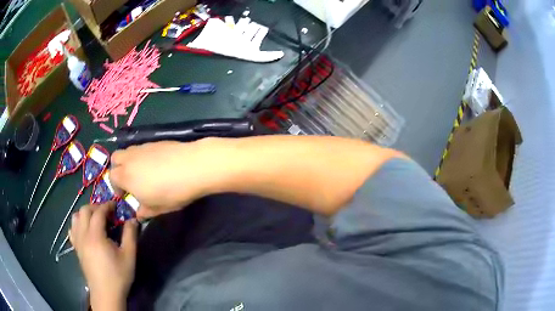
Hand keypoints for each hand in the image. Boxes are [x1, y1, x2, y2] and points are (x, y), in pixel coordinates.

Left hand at [70, 203, 137, 310]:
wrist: (106, 294)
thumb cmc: (118, 276)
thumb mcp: (129, 256)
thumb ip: (130, 235)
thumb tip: (133, 219)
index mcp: (95, 236)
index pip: (98, 212)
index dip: (107, 205)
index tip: (115, 205)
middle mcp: (83, 235)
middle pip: (84, 211)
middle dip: (95, 207)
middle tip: (106, 212)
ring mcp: (78, 242)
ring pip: (75, 218)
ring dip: (85, 214)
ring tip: (95, 220)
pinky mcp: (76, 249)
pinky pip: (72, 229)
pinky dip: (78, 224)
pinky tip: (85, 230)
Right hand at [109, 140, 223, 218]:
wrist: (193, 166)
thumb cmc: (172, 192)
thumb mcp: (157, 208)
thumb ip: (144, 211)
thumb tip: (138, 213)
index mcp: (125, 176)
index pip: (111, 177)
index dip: (116, 187)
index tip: (125, 195)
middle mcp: (130, 158)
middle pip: (115, 158)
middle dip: (117, 169)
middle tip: (129, 180)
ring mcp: (143, 147)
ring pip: (128, 150)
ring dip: (129, 161)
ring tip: (143, 173)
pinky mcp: (156, 141)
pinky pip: (142, 147)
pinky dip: (142, 156)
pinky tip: (157, 165)